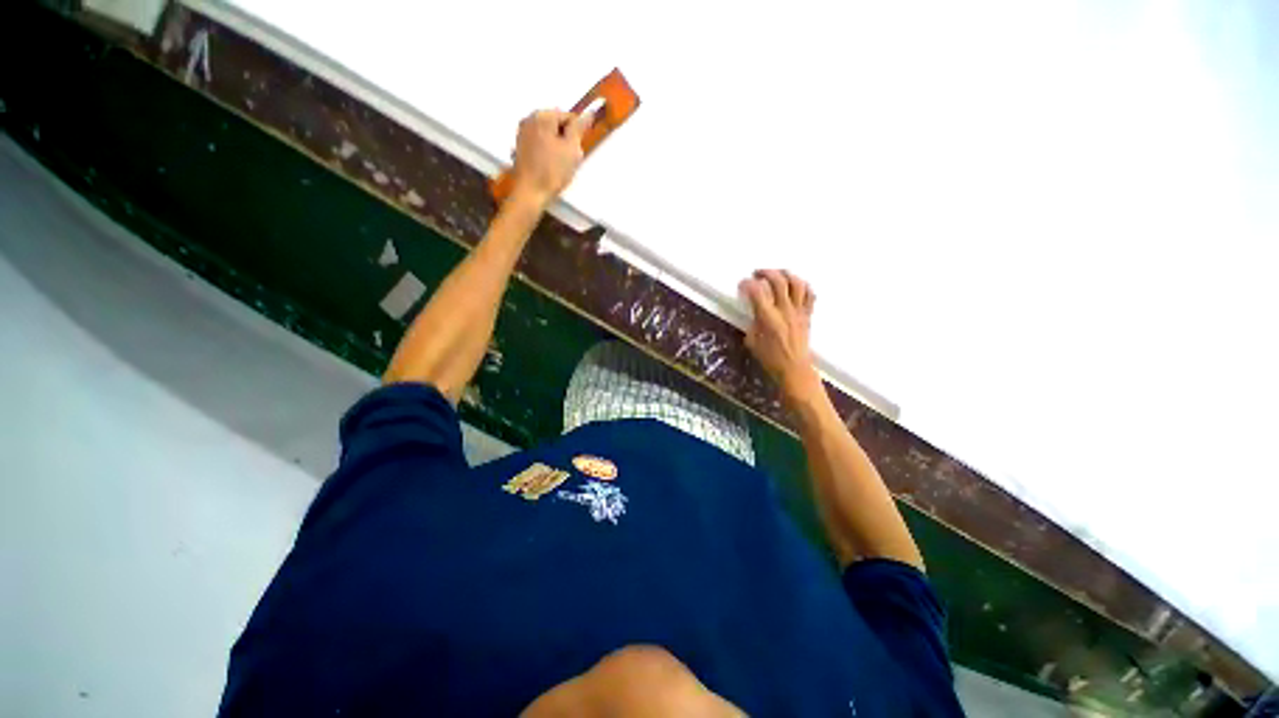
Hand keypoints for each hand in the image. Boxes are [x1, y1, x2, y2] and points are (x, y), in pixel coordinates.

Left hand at [509, 109, 589, 205]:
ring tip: (561, 166)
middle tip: (570, 159)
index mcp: (542, 116)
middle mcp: (529, 119)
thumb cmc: (552, 171)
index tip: (578, 149)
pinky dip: (547, 153)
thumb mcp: (572, 149)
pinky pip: (539, 145)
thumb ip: (579, 128)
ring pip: (548, 136)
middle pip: (556, 125)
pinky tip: (550, 167)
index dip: (577, 133)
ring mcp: (522, 133)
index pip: (568, 116)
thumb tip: (588, 113)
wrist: (530, 193)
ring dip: (557, 147)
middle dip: (566, 140)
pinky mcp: (520, 148)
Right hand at [739, 270, 821, 404]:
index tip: (742, 284)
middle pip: (778, 281)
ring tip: (777, 274)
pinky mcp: (807, 314)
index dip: (747, 284)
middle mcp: (785, 311)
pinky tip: (795, 285)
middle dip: (766, 273)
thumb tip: (754, 311)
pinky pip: (810, 294)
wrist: (794, 368)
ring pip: (796, 283)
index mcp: (768, 318)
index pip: (757, 292)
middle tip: (757, 274)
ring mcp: (798, 311)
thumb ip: (752, 323)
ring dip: (785, 274)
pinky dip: (803, 285)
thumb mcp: (752, 341)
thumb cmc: (770, 358)